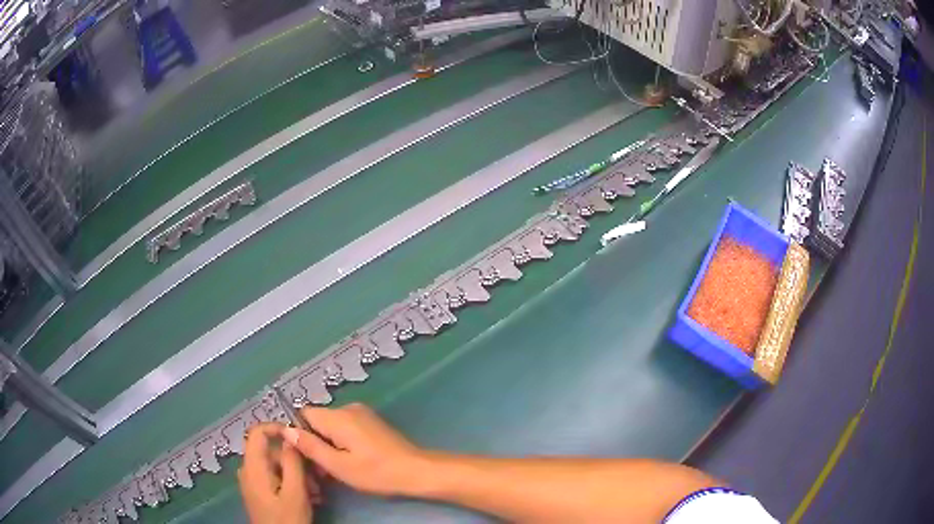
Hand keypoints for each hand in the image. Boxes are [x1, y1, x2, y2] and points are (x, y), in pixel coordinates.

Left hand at [239, 424, 318, 523]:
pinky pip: (274, 478)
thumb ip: (293, 463)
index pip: (257, 432)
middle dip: (295, 460)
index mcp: (253, 467)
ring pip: (275, 466)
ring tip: (316, 492)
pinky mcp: (259, 492)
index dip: (277, 428)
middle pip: (270, 451)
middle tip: (316, 478)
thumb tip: (292, 437)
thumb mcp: (295, 493)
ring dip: (297, 474)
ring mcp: (252, 482)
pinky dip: (291, 483)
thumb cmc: (287, 519)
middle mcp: (248, 470)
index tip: (300, 437)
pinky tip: (308, 497)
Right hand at [283, 403, 431, 496]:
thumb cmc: (376, 472)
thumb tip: (286, 430)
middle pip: (318, 421)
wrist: (417, 471)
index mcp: (338, 417)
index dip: (298, 433)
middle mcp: (348, 408)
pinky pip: (346, 428)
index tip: (303, 455)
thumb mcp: (338, 466)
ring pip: (331, 426)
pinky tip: (351, 462)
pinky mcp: (371, 422)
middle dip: (315, 443)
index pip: (303, 414)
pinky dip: (342, 443)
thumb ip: (311, 447)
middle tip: (322, 470)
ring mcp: (362, 414)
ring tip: (337, 470)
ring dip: (329, 445)